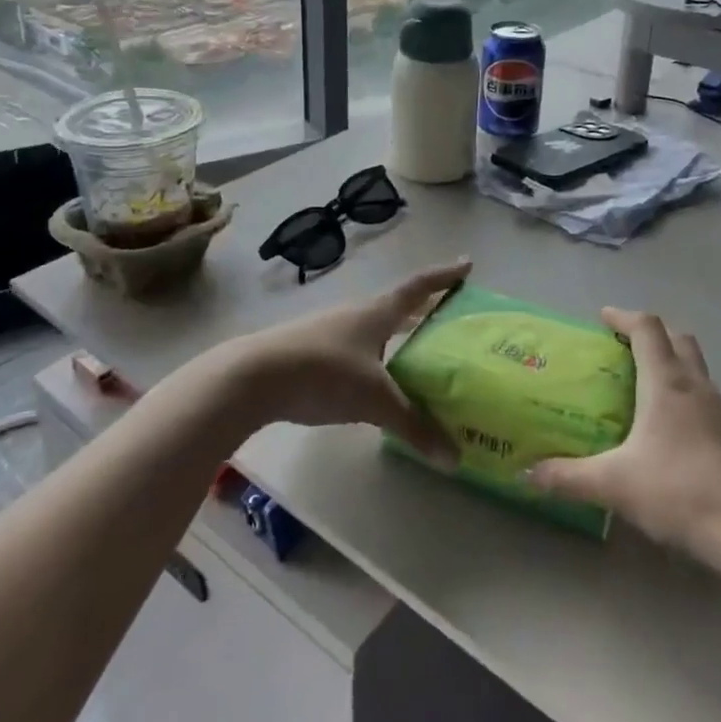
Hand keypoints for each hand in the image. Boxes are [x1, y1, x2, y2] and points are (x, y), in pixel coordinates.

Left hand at [220, 259, 470, 458]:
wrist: (253, 377)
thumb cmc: (324, 374)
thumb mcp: (375, 401)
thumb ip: (414, 426)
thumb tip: (454, 458)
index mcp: (377, 313)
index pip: (419, 287)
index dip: (445, 277)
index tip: (467, 263)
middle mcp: (355, 313)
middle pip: (397, 306)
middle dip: (422, 310)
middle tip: (446, 317)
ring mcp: (328, 329)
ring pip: (372, 327)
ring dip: (394, 334)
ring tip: (413, 353)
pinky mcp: (308, 349)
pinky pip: (352, 346)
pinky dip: (371, 354)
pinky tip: (370, 378)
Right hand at [528, 308, 720, 566]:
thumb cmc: (682, 489)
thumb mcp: (616, 484)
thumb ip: (569, 478)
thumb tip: (525, 476)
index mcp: (666, 382)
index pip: (647, 328)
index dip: (624, 316)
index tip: (604, 317)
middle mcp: (697, 386)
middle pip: (678, 338)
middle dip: (652, 334)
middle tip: (626, 347)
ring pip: (697, 369)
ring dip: (673, 365)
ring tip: (647, 389)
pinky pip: (708, 400)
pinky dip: (688, 398)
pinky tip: (675, 432)